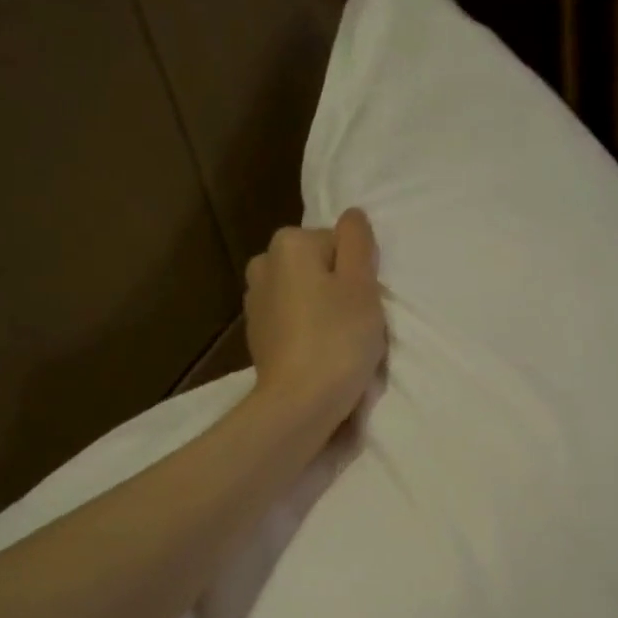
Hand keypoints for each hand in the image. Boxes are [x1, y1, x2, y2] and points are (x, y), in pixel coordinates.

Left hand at [244, 209, 387, 431]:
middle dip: (336, 288)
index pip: (338, 243)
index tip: (362, 302)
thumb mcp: (362, 285)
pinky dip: (305, 330)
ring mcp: (254, 301)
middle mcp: (263, 263)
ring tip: (335, 342)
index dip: (357, 272)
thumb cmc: (337, 340)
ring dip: (321, 309)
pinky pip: (291, 319)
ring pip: (303, 293)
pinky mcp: (256, 334)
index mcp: (288, 243)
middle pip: (317, 266)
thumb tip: (352, 215)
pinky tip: (316, 354)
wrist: (298, 403)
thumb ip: (357, 242)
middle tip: (353, 323)